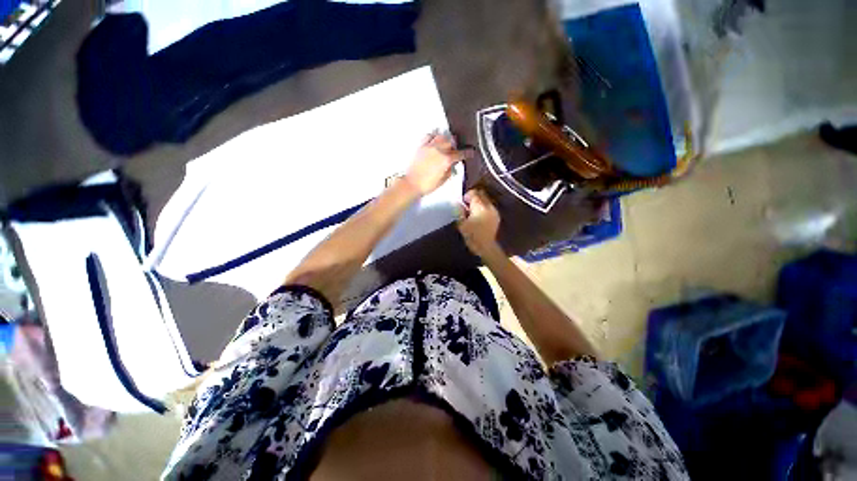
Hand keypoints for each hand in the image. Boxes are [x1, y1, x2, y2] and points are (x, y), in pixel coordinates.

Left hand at [404, 132, 469, 195]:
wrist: (412, 184)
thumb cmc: (426, 184)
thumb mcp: (443, 180)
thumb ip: (450, 170)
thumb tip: (452, 165)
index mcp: (446, 160)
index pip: (460, 154)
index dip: (467, 153)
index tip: (470, 153)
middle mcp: (438, 150)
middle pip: (451, 142)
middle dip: (456, 146)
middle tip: (456, 151)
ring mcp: (429, 147)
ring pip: (442, 136)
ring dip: (446, 139)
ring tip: (446, 145)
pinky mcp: (421, 146)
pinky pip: (429, 135)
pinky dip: (434, 136)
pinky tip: (435, 140)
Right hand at [457, 189, 502, 258]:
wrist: (485, 247)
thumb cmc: (472, 236)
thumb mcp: (461, 224)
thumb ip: (459, 211)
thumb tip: (458, 203)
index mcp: (479, 207)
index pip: (474, 193)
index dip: (467, 195)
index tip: (463, 201)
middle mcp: (488, 206)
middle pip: (482, 194)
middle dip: (474, 197)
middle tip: (467, 204)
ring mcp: (494, 211)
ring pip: (486, 200)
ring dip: (479, 202)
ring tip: (472, 210)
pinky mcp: (496, 217)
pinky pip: (489, 207)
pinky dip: (484, 208)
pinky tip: (479, 216)